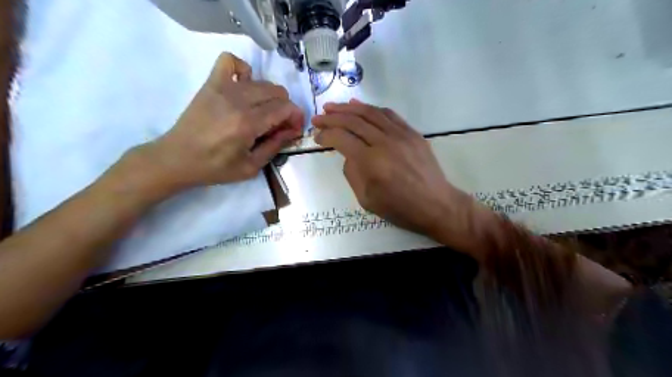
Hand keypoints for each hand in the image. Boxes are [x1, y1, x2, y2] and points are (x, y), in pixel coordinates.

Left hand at [143, 51, 302, 192]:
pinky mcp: (211, 84)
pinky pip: (230, 61)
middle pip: (277, 92)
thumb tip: (292, 130)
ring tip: (264, 111)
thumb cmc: (215, 168)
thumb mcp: (251, 167)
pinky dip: (243, 70)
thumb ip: (275, 146)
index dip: (296, 117)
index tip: (295, 129)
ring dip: (270, 96)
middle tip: (280, 124)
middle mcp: (238, 101)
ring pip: (261, 81)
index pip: (285, 109)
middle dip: (286, 108)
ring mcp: (223, 89)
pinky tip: (244, 86)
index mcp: (248, 124)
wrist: (177, 158)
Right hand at [312, 100, 474, 239]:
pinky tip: (359, 107)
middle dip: (331, 117)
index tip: (317, 137)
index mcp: (371, 162)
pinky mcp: (412, 133)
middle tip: (318, 117)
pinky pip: (388, 114)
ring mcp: (401, 134)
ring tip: (333, 107)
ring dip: (348, 108)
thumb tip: (348, 154)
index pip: (341, 139)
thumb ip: (352, 173)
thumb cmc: (400, 208)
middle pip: (353, 121)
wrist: (436, 204)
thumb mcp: (366, 199)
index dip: (325, 135)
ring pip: (370, 113)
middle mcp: (385, 142)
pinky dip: (371, 109)